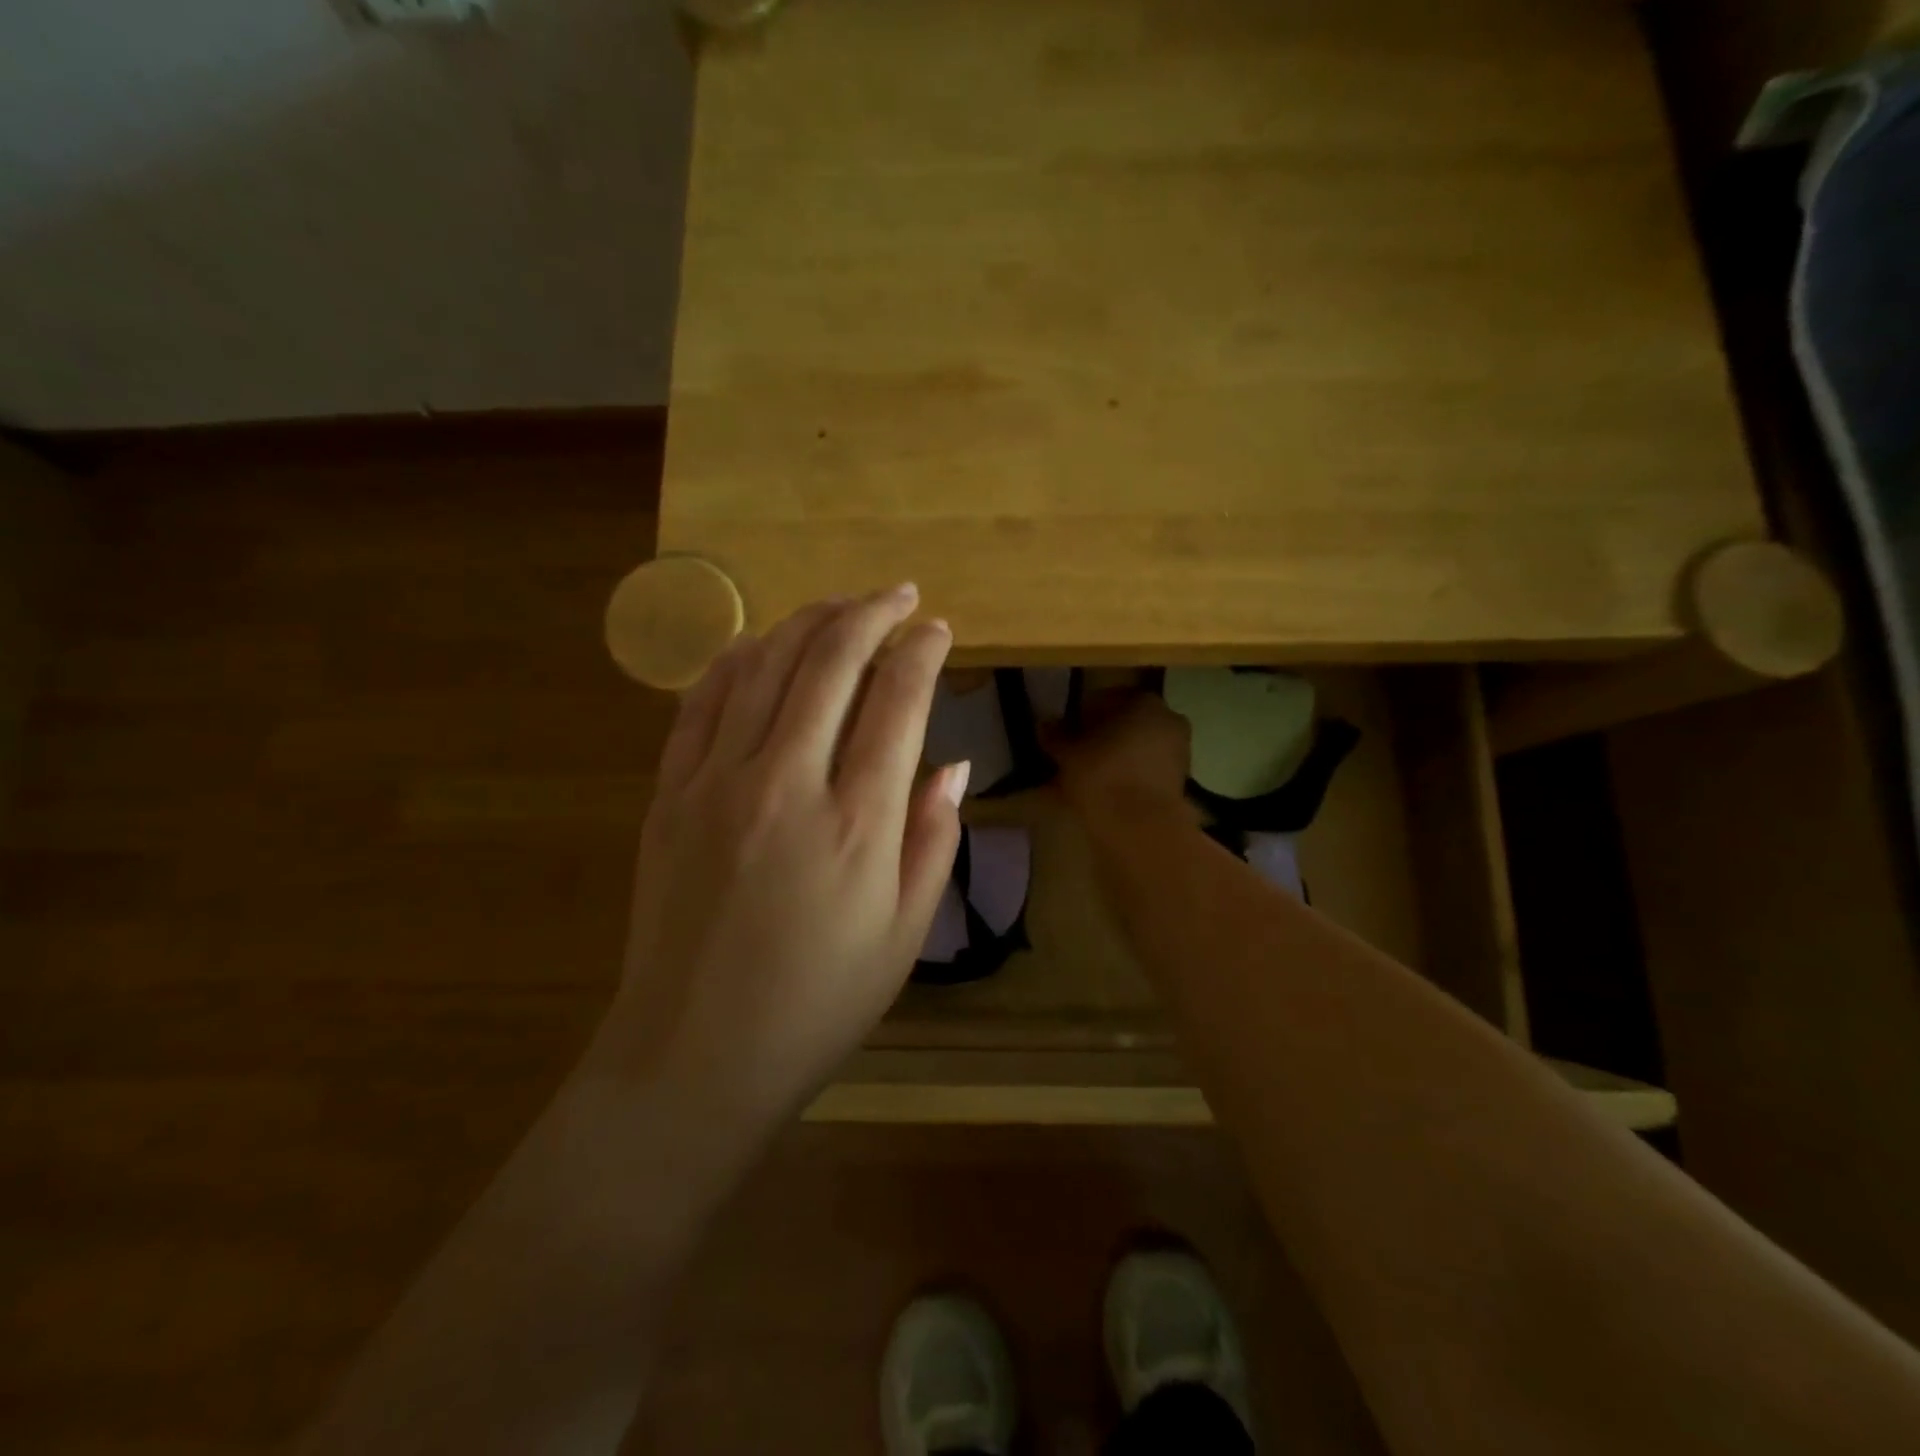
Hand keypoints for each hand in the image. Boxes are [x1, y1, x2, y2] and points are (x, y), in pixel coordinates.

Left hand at [599, 585, 966, 1123]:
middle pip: (830, 661)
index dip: (922, 652)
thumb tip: (954, 764)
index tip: (938, 629)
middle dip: (871, 613)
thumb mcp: (905, 933)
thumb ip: (934, 838)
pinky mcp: (669, 795)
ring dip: (808, 622)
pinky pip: (701, 702)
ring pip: (763, 665)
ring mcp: (716, 783)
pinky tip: (759, 644)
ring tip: (840, 605)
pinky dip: (734, 659)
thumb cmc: (818, 1003)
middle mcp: (785, 783)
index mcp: (857, 823)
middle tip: (899, 595)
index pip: (897, 701)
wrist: (695, 1055)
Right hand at [1048, 687, 1191, 818]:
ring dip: (1117, 755)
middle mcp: (1168, 719)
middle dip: (1103, 734)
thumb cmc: (1102, 776)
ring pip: (1139, 746)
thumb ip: (1056, 736)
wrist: (1140, 827)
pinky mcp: (1180, 781)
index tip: (1067, 730)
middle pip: (1127, 722)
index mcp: (1144, 701)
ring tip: (1089, 773)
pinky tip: (1108, 788)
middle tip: (1077, 750)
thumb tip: (1044, 724)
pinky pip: (1147, 768)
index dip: (1084, 713)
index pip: (1107, 698)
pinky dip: (1130, 774)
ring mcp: (1179, 751)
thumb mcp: (1069, 754)